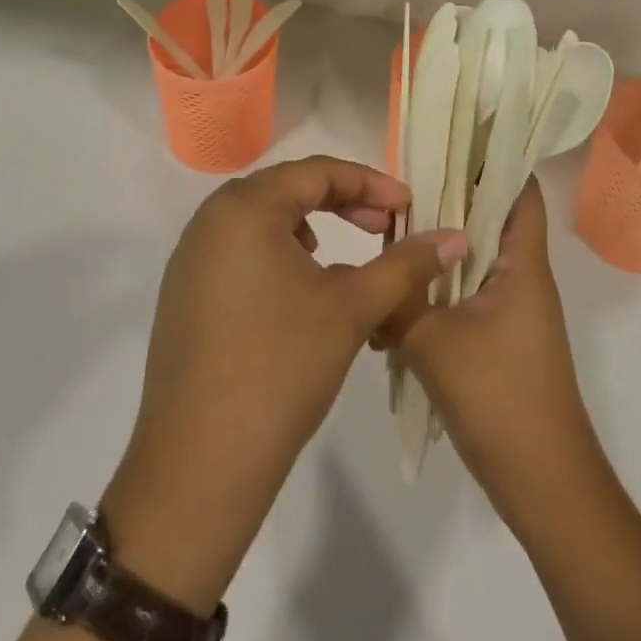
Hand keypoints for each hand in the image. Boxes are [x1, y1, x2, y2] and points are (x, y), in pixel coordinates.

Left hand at [102, 157, 466, 614]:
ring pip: (263, 218)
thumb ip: (405, 264)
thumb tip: (456, 237)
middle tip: (385, 226)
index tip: (409, 206)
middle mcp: (211, 217)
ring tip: (345, 255)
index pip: (317, 172)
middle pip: (288, 189)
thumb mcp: (352, 308)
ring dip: (310, 224)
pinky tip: (300, 287)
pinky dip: (278, 251)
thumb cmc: (281, 371)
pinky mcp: (184, 290)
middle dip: (342, 202)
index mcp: (245, 207)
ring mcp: (191, 255)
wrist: (197, 468)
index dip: (370, 183)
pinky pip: (240, 248)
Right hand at [389, 178, 604, 524]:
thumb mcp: (434, 344)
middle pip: (488, 219)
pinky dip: (434, 293)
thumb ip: (397, 299)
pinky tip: (393, 307)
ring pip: (470, 260)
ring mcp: (511, 310)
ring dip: (434, 254)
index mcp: (522, 263)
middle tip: (397, 190)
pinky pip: (463, 296)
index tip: (447, 141)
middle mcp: (522, 277)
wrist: (544, 486)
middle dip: (446, 202)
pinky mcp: (497, 339)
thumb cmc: (501, 399)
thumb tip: (367, 273)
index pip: (520, 190)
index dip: (492, 159)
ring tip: (386, 244)